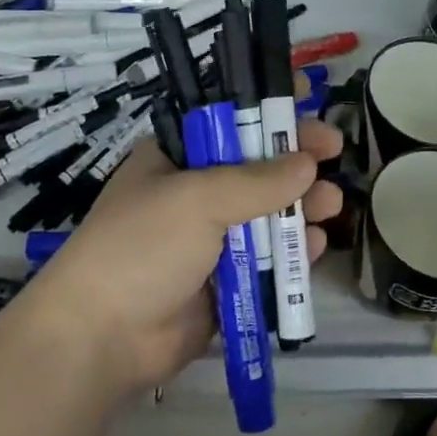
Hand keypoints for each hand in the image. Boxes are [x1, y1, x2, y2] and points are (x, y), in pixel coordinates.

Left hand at [30, 112, 345, 394]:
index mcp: (176, 159)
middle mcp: (194, 193)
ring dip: (301, 206)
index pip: (227, 120)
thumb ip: (258, 181)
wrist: (102, 338)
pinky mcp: (224, 281)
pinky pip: (267, 259)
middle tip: (334, 151)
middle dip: (295, 159)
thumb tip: (307, 164)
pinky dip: (292, 251)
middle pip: (256, 166)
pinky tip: (314, 245)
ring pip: (267, 214)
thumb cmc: (143, 245)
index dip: (266, 109)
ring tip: (331, 205)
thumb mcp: (199, 199)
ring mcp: (209, 239)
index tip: (306, 97)